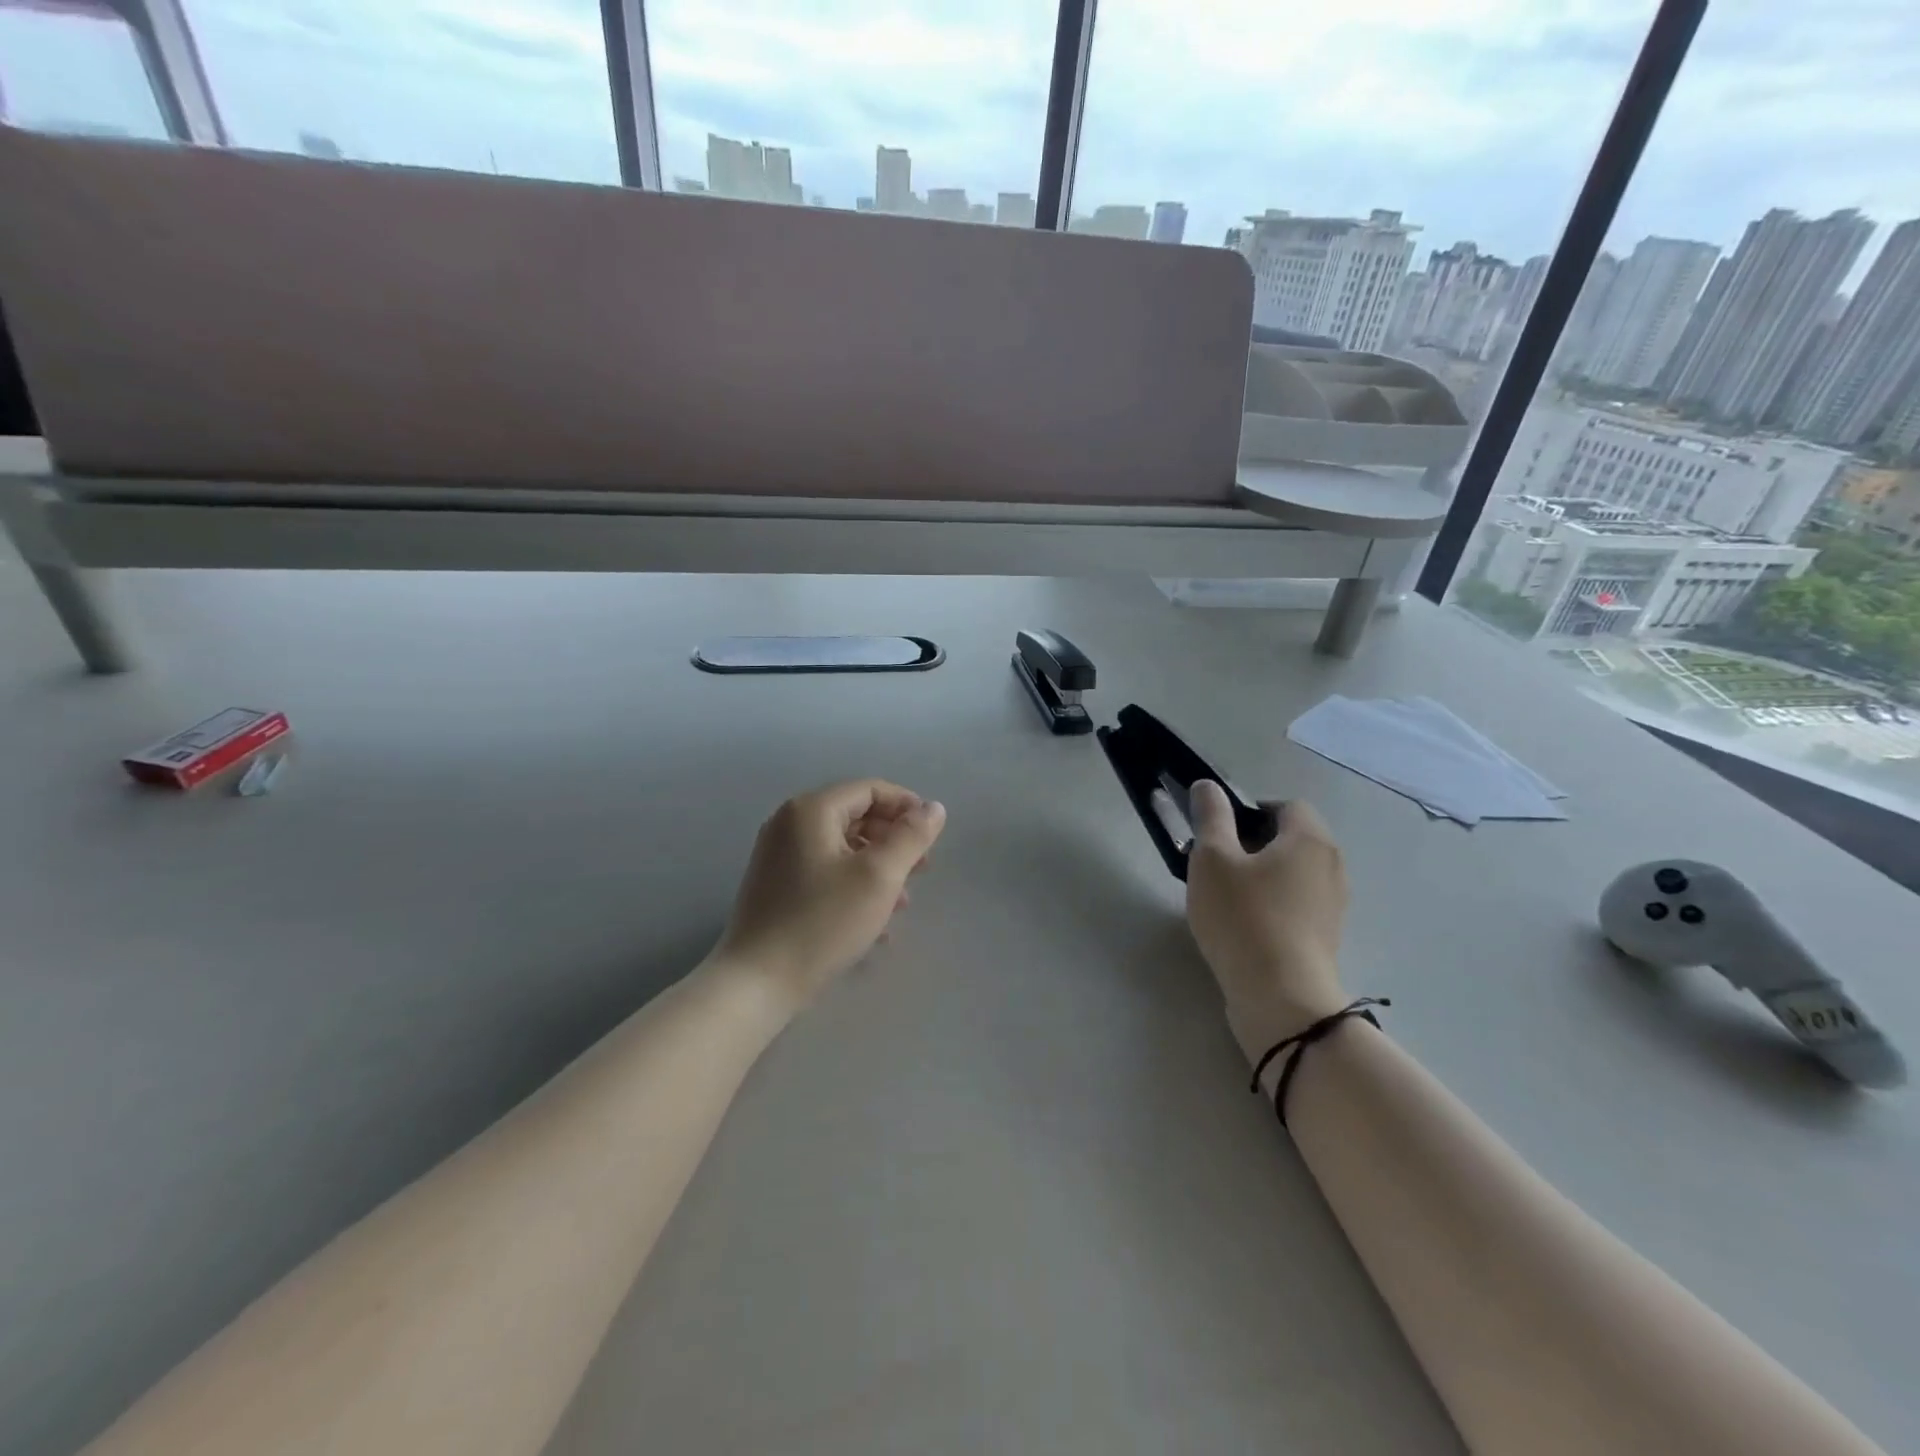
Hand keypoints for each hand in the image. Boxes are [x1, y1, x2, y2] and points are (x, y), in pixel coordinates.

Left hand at [710, 779, 946, 1008]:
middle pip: (856, 816)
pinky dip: (854, 884)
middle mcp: (790, 823)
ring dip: (878, 866)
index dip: (907, 806)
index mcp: (811, 810)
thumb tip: (933, 807)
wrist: (758, 982)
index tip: (933, 836)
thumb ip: (911, 836)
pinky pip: (825, 870)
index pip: (870, 789)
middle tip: (923, 869)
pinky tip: (875, 921)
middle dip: (894, 839)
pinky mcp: (776, 886)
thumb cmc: (823, 922)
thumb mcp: (879, 876)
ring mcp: (779, 855)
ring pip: (843, 847)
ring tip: (903, 902)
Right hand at [1185, 782, 1349, 1063]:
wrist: (1280, 997)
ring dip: (1262, 875)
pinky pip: (1297, 903)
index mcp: (1309, 838)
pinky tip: (1244, 925)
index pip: (1286, 805)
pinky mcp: (1325, 936)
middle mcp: (1331, 865)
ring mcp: (1333, 904)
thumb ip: (1210, 816)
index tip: (1219, 833)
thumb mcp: (1212, 859)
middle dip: (1253, 843)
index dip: (1250, 810)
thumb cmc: (1243, 917)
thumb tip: (1208, 786)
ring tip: (1226, 897)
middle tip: (1216, 863)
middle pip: (1292, 838)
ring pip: (1294, 872)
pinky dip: (1273, 903)